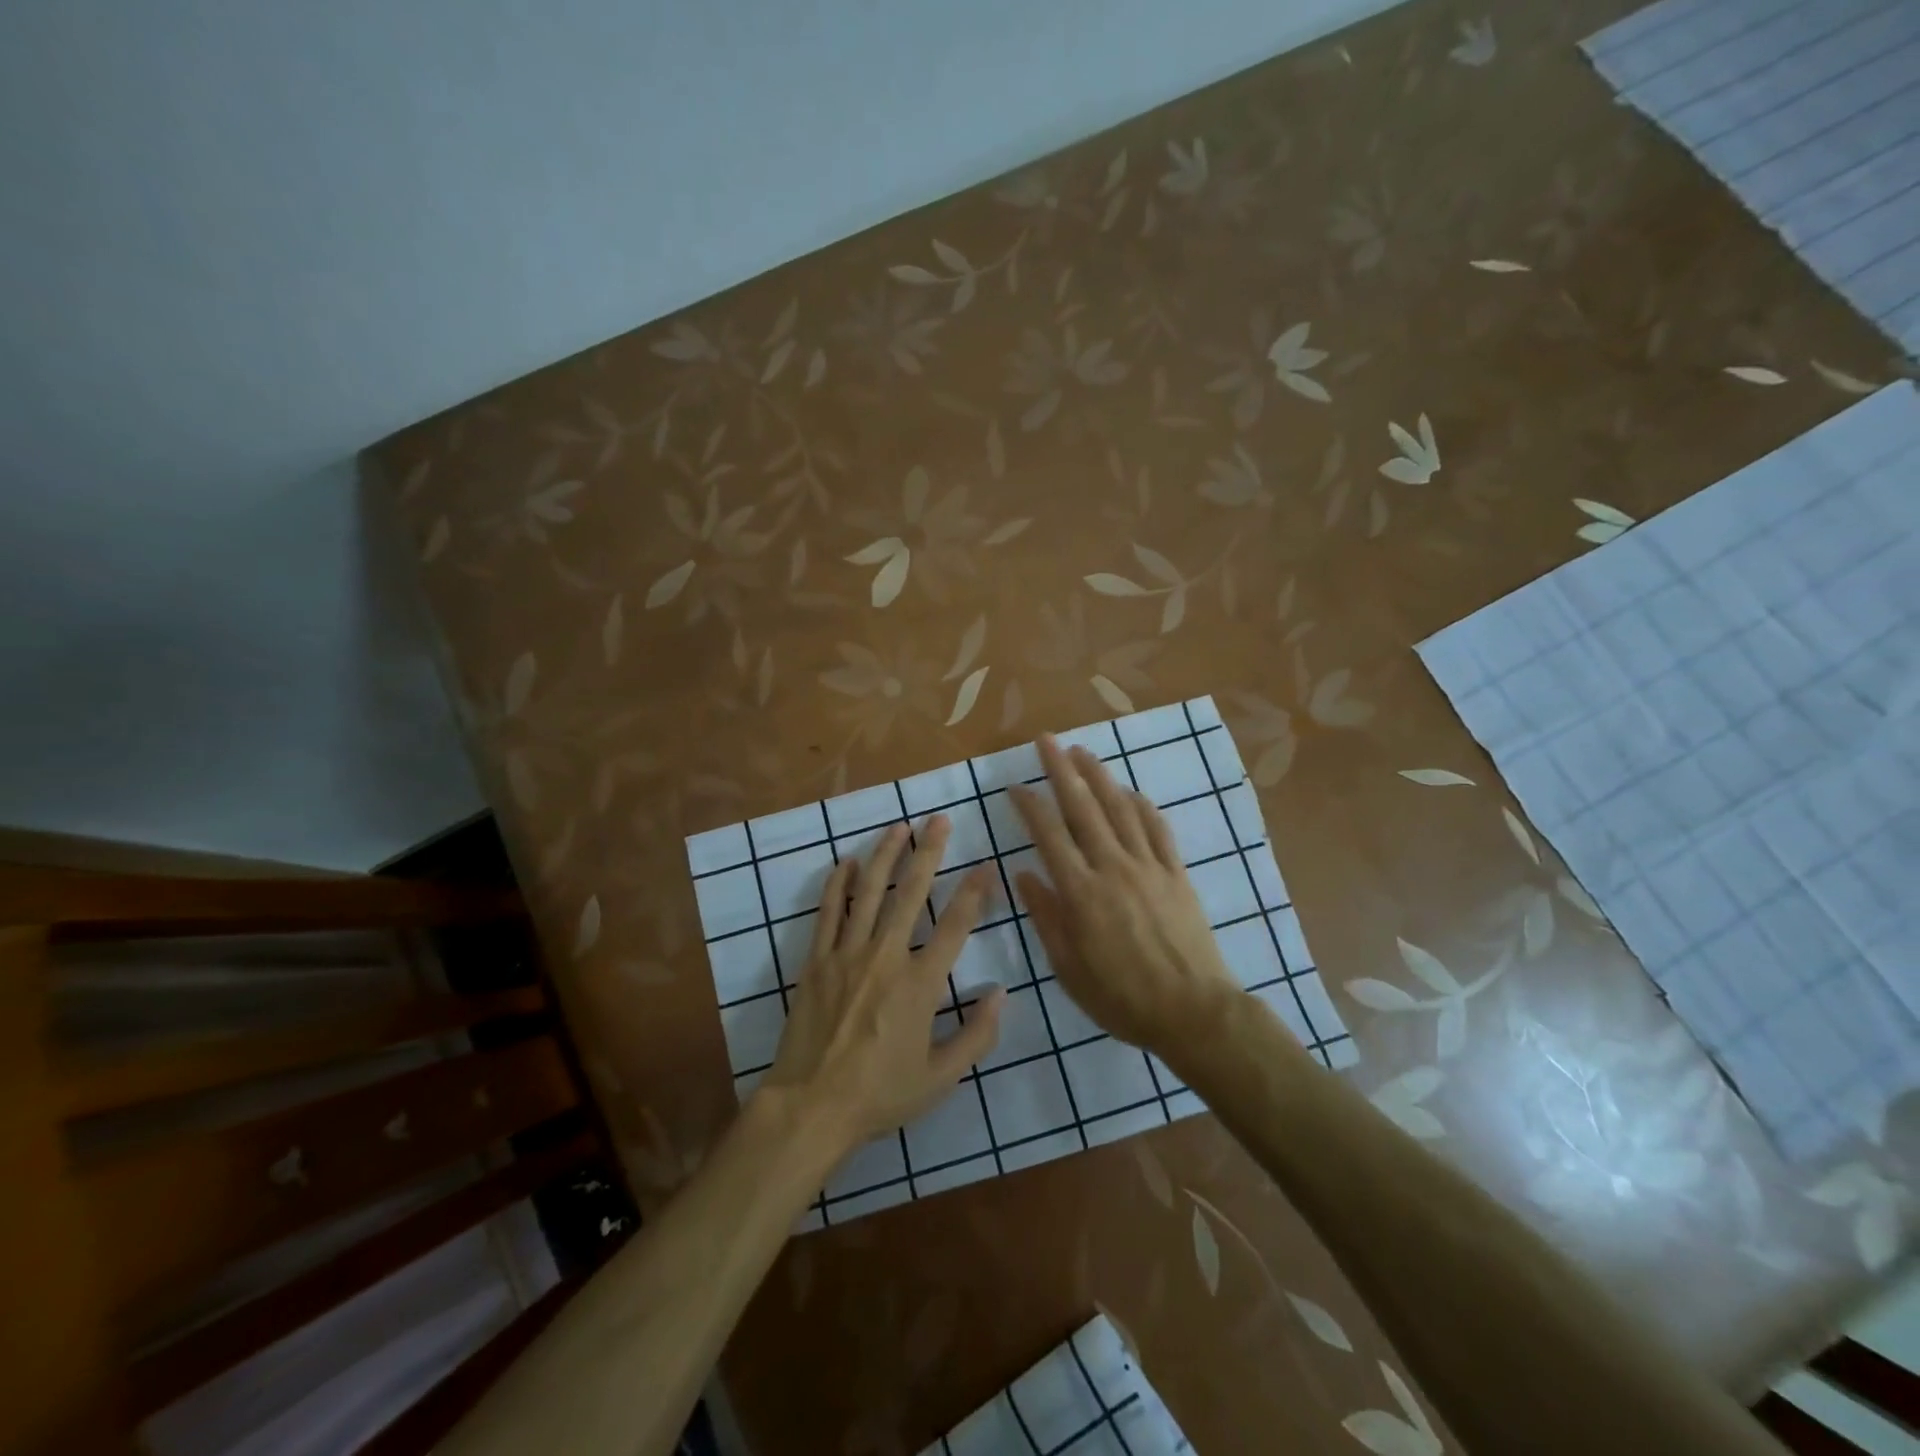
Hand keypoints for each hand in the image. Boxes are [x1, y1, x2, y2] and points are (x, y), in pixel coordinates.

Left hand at [762, 816, 1002, 1156]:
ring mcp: (847, 954)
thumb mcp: (941, 1078)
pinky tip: (846, 862)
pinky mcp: (817, 961)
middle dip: (928, 853)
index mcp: (921, 984)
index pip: (956, 925)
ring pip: (869, 893)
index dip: (974, 892)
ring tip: (898, 827)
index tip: (986, 865)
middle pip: (911, 893)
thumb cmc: (880, 1094)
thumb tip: (1000, 993)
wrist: (811, 1107)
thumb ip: (977, 1035)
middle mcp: (886, 957)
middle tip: (939, 820)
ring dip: (885, 856)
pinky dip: (838, 885)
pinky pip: (828, 913)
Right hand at [1012, 735, 1237, 1057]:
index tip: (1015, 785)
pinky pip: (1158, 829)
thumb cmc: (1122, 997)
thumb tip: (1023, 874)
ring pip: (1120, 809)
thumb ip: (1046, 917)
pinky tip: (1130, 792)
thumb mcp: (1069, 968)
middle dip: (1062, 770)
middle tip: (1047, 740)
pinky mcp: (1177, 873)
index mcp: (1081, 892)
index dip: (1030, 806)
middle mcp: (1113, 867)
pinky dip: (1142, 805)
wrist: (1194, 1011)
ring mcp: (1149, 866)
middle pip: (1083, 808)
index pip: (1049, 835)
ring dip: (1100, 776)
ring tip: (1082, 752)